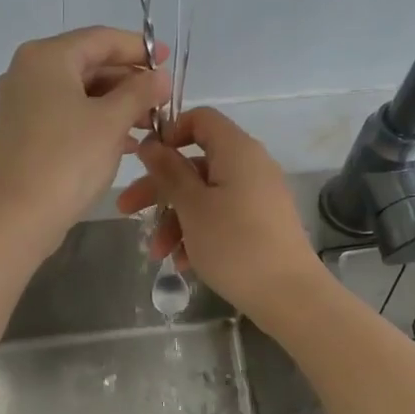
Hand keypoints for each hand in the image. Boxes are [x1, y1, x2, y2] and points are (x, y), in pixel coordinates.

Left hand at [0, 27, 171, 258]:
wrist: (22, 215)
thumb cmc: (69, 160)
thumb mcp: (112, 121)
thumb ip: (140, 92)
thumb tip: (160, 77)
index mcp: (46, 57)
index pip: (100, 39)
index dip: (138, 48)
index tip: (166, 61)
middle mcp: (27, 72)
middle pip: (88, 64)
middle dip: (128, 82)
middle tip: (162, 100)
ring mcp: (20, 103)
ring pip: (77, 92)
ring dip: (115, 105)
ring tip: (150, 124)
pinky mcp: (21, 131)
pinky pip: (65, 114)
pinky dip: (94, 122)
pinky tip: (124, 142)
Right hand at [115, 106, 328, 324]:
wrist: (288, 294)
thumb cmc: (234, 243)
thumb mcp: (192, 207)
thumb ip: (169, 172)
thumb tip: (152, 144)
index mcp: (237, 150)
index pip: (201, 119)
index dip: (170, 133)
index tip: (145, 161)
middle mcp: (250, 166)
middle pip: (195, 164)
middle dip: (159, 189)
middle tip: (126, 210)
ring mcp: (257, 196)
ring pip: (205, 196)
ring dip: (175, 221)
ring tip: (158, 254)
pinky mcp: (260, 224)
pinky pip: (221, 217)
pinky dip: (198, 234)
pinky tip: (183, 263)